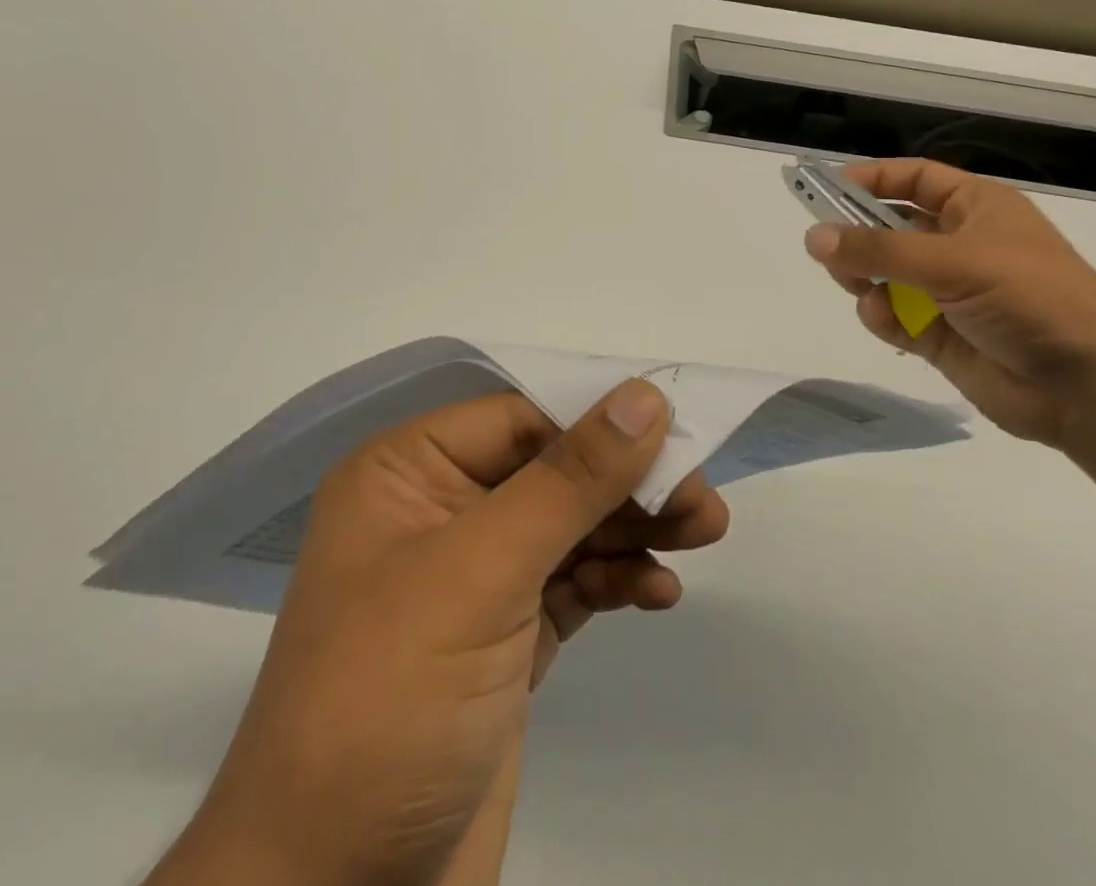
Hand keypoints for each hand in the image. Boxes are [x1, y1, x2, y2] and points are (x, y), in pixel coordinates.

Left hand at [149, 381, 728, 885]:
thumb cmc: (391, 699)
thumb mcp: (482, 572)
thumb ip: (569, 479)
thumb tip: (645, 396)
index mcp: (406, 472)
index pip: (518, 419)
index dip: (597, 419)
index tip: (677, 431)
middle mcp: (438, 511)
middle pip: (551, 469)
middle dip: (626, 480)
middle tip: (701, 499)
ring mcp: (473, 579)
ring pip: (569, 525)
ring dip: (633, 526)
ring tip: (704, 531)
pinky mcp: (504, 639)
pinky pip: (572, 583)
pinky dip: (616, 578)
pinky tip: (658, 590)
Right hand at [804, 159, 1095, 448]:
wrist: (1090, 388)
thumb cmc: (1031, 298)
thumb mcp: (953, 261)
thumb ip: (878, 250)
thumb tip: (812, 236)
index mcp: (975, 208)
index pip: (913, 179)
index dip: (871, 179)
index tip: (824, 188)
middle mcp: (959, 245)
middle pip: (889, 227)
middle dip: (857, 235)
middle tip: (826, 247)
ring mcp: (947, 292)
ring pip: (883, 274)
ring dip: (863, 277)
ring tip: (859, 286)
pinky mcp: (938, 336)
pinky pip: (891, 315)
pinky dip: (881, 315)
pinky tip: (884, 318)